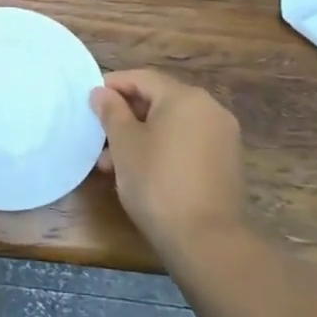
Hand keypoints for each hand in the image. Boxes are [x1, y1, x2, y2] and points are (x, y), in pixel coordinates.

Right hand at [92, 69, 244, 249]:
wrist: (205, 238)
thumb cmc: (156, 182)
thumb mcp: (124, 144)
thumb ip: (111, 111)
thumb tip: (101, 92)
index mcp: (185, 97)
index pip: (142, 78)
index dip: (113, 85)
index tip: (90, 101)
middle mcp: (210, 109)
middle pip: (159, 100)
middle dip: (125, 116)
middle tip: (99, 136)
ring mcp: (223, 136)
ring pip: (172, 125)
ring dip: (141, 135)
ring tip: (113, 163)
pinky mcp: (226, 162)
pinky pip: (187, 143)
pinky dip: (163, 148)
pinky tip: (142, 171)